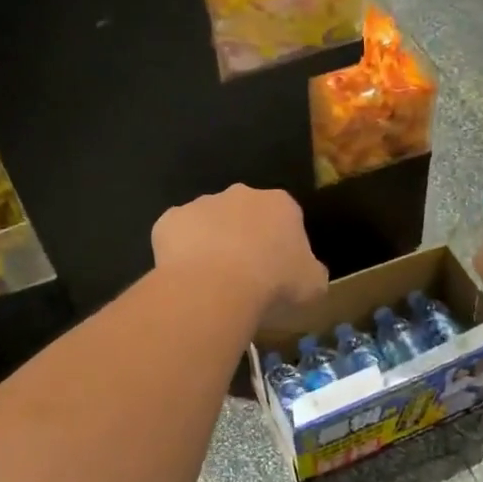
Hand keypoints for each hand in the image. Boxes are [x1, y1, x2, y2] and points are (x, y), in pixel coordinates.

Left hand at [153, 185, 328, 325]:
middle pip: (244, 215)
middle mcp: (240, 194)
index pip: (285, 219)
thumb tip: (305, 271)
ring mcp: (201, 204)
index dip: (281, 247)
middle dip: (244, 239)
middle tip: (243, 277)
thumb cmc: (273, 284)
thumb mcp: (313, 286)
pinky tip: (186, 279)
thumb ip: (311, 271)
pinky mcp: (169, 220)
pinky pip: (177, 237)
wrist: (216, 287)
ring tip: (211, 283)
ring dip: (210, 245)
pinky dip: (180, 254)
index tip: (277, 274)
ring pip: (208, 224)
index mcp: (280, 204)